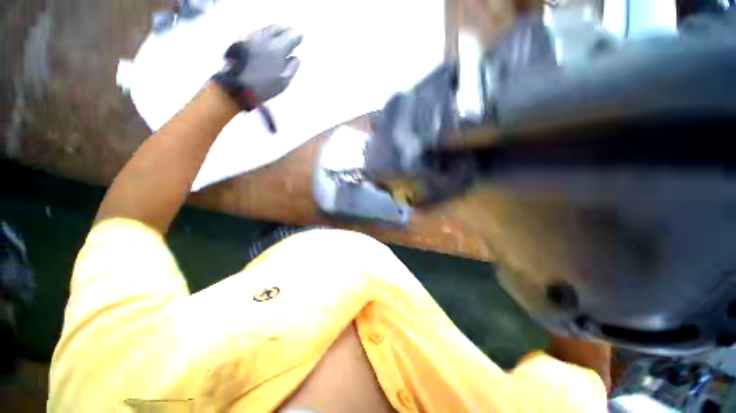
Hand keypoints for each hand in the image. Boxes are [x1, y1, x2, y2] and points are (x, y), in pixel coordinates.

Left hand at [215, 25, 301, 108]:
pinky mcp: (242, 39)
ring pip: (266, 28)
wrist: (238, 86)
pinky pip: (256, 31)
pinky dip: (264, 31)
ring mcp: (252, 37)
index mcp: (278, 49)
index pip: (291, 38)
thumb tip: (296, 57)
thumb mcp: (283, 81)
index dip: (297, 37)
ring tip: (279, 30)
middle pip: (278, 28)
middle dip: (286, 29)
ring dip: (275, 28)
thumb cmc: (264, 87)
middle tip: (291, 30)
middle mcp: (266, 39)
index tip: (301, 36)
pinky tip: (265, 35)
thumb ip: (292, 67)